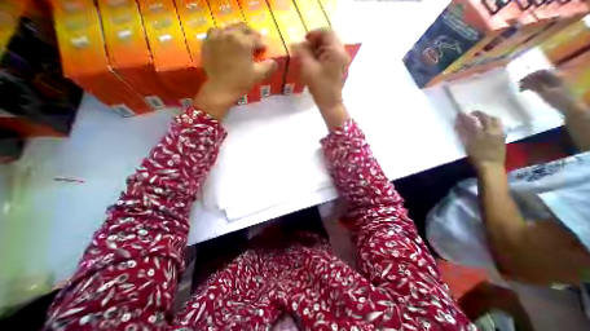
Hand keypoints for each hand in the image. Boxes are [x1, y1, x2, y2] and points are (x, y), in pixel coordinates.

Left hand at [192, 23, 278, 119]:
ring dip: (239, 33)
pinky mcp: (208, 41)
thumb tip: (275, 62)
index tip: (264, 48)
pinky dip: (224, 34)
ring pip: (230, 28)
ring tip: (242, 41)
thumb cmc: (241, 82)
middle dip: (252, 34)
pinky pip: (217, 32)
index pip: (256, 38)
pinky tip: (227, 41)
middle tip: (256, 42)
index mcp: (243, 42)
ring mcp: (217, 36)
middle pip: (243, 28)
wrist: (221, 88)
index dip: (262, 44)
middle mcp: (229, 34)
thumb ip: (268, 66)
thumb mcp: (258, 75)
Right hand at [292, 30, 346, 114]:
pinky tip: (314, 65)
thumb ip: (301, 53)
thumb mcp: (308, 69)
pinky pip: (330, 56)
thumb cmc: (320, 87)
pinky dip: (321, 57)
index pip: (325, 32)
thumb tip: (294, 44)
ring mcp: (342, 61)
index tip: (302, 43)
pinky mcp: (339, 68)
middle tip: (304, 51)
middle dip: (314, 43)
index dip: (312, 35)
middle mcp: (342, 53)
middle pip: (328, 40)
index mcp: (336, 51)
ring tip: (307, 59)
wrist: (330, 104)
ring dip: (317, 50)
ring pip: (328, 48)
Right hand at [455, 111, 506, 173]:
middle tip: (472, 113)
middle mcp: (493, 131)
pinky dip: (493, 123)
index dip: (467, 117)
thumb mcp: (468, 144)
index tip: (461, 113)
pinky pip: (499, 126)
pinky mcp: (502, 138)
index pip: (474, 121)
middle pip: (488, 119)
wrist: (491, 165)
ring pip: (496, 121)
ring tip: (481, 118)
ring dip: (488, 118)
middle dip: (480, 114)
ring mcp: (499, 134)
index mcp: (483, 132)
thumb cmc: (477, 156)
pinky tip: (489, 126)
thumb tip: (458, 124)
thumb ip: (464, 133)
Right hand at [517, 69, 578, 112]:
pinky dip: (532, 86)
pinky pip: (540, 83)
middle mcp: (557, 77)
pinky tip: (527, 91)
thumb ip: (535, 86)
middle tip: (518, 87)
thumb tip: (524, 81)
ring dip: (529, 83)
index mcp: (557, 77)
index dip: (529, 76)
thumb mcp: (545, 93)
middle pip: (540, 75)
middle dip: (528, 80)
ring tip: (521, 90)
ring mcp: (555, 82)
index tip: (519, 82)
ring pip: (539, 79)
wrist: (569, 106)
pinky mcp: (553, 87)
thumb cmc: (558, 100)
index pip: (541, 72)